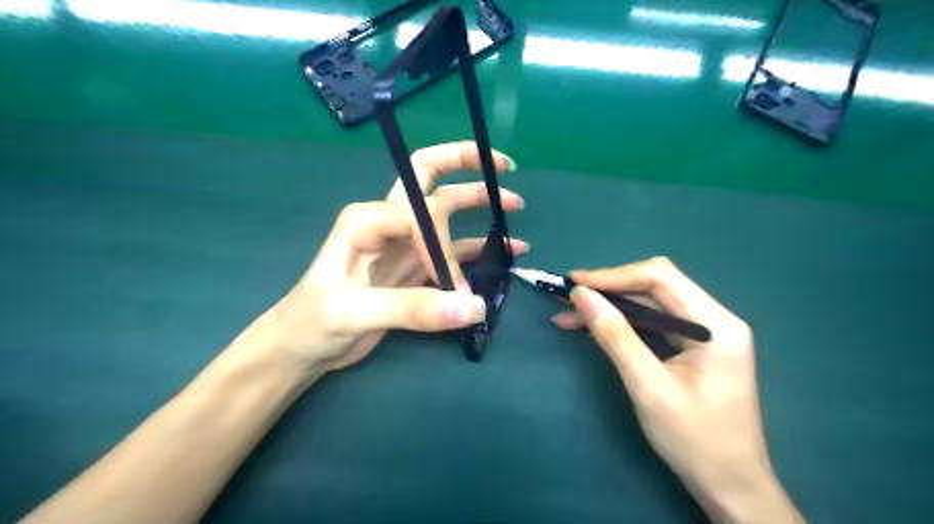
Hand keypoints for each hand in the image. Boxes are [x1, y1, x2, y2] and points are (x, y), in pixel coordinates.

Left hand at [229, 141, 528, 374]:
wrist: (302, 347)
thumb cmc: (312, 323)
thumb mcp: (353, 313)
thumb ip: (413, 308)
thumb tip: (474, 306)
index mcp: (367, 219)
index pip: (422, 214)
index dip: (443, 246)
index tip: (453, 286)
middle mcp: (388, 221)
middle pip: (428, 175)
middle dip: (464, 163)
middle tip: (503, 165)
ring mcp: (404, 243)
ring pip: (446, 211)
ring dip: (479, 203)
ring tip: (515, 205)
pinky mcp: (415, 266)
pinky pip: (454, 249)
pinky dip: (480, 246)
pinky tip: (507, 248)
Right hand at [553, 256, 803, 523]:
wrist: (729, 486)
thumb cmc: (694, 439)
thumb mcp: (647, 386)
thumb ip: (615, 335)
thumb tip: (581, 295)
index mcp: (716, 324)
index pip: (660, 277)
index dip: (613, 275)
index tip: (574, 284)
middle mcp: (714, 319)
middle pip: (654, 287)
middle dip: (608, 290)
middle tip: (567, 299)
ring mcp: (705, 332)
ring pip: (649, 304)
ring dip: (610, 307)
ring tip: (569, 316)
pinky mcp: (693, 346)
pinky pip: (653, 323)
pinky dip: (622, 323)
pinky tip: (594, 328)